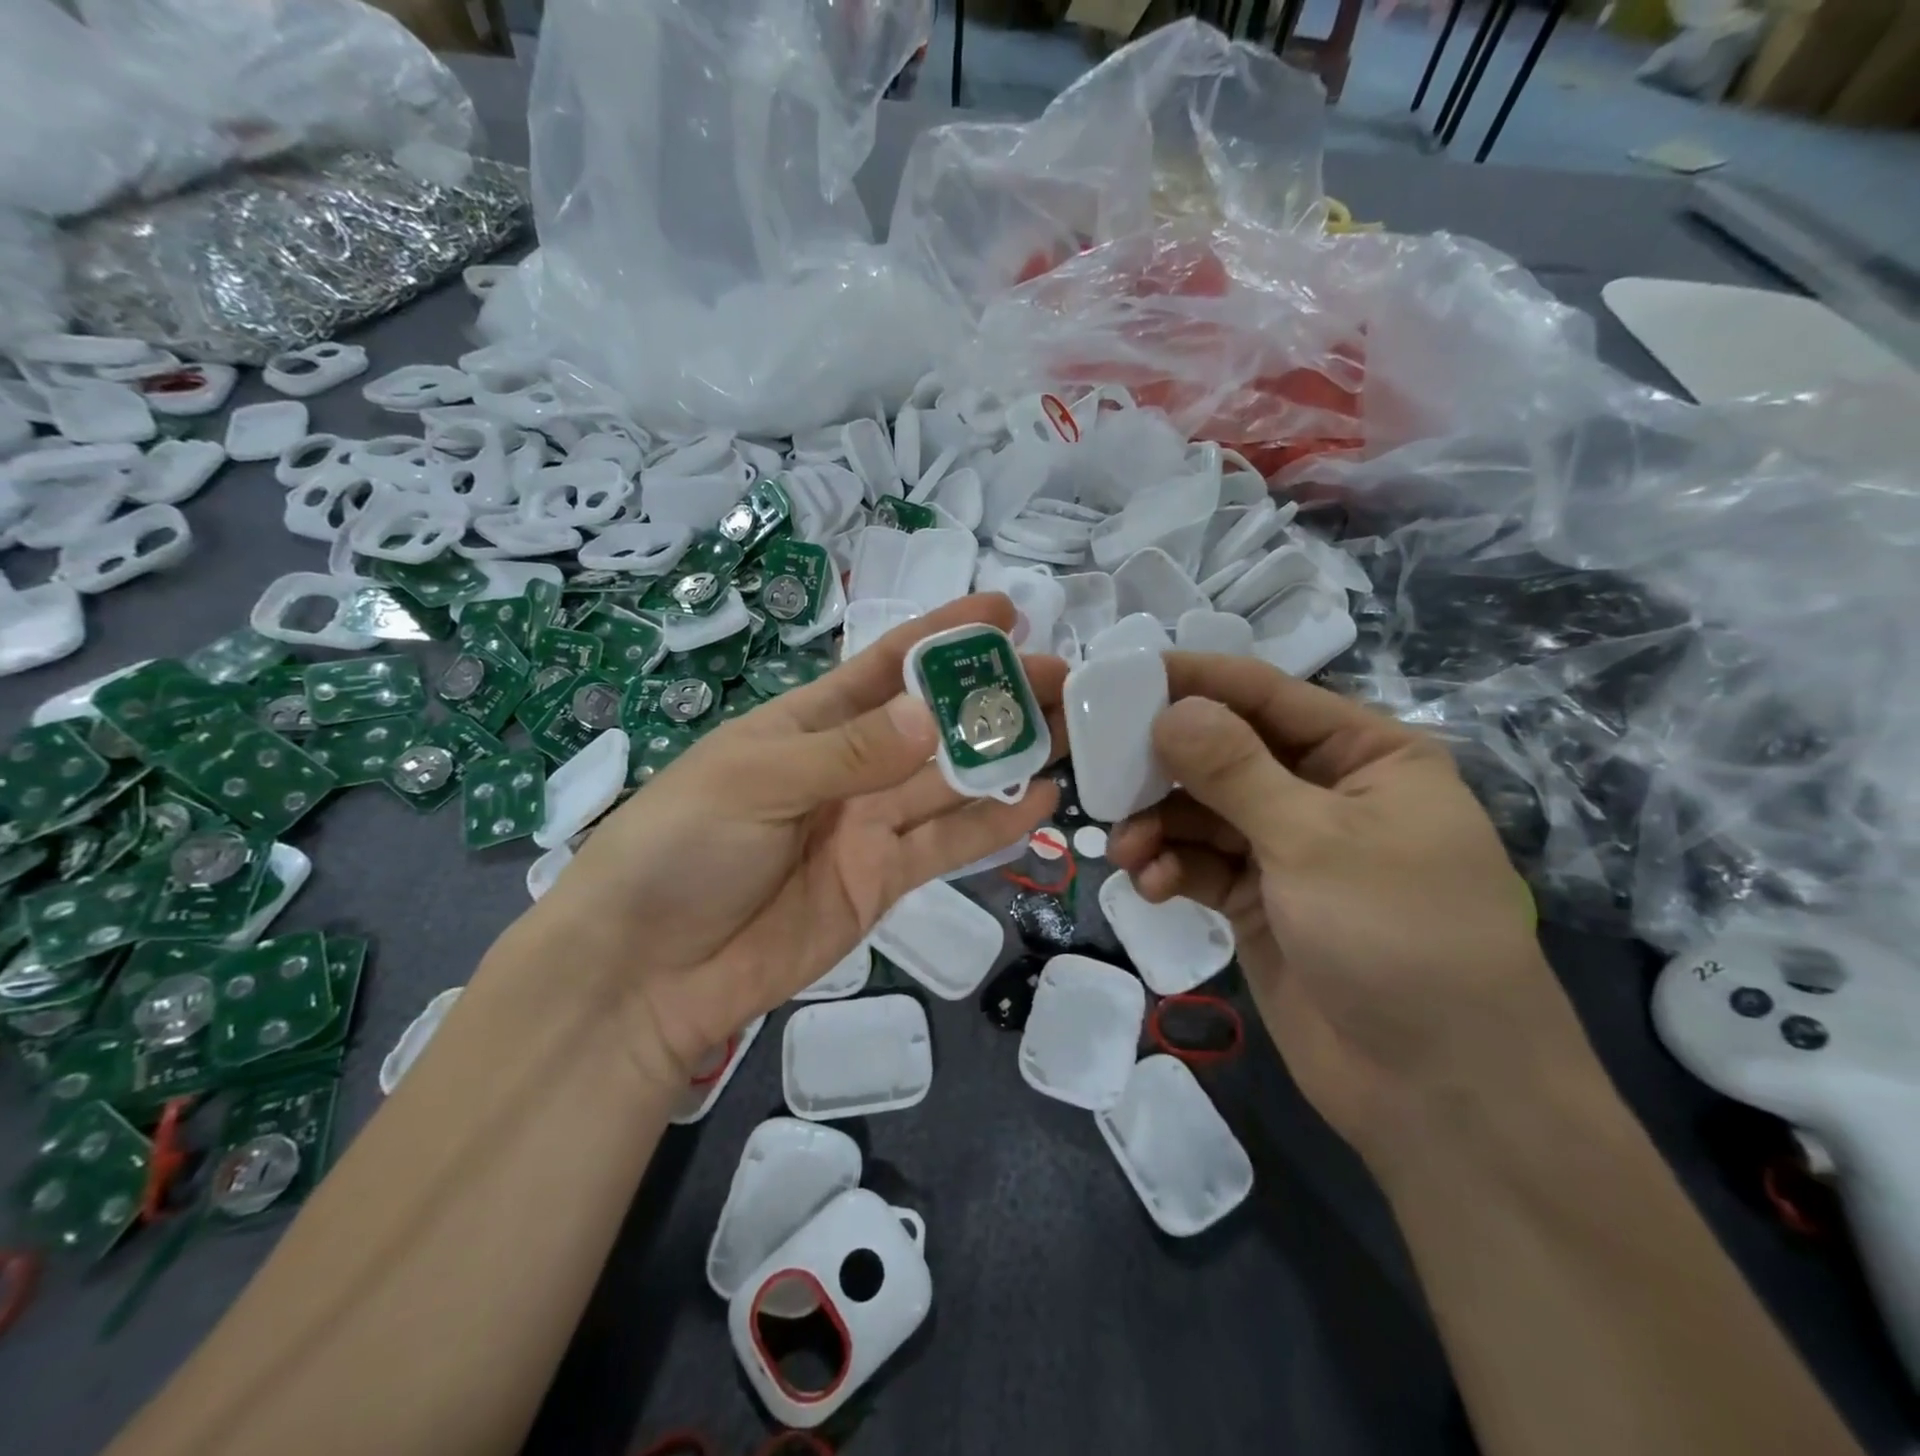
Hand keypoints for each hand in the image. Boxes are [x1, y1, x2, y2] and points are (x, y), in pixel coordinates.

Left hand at [517, 594, 1062, 1089]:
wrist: (649, 969)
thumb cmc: (683, 847)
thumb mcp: (757, 780)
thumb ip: (850, 751)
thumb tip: (935, 714)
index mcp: (808, 723)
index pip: (888, 666)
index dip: (944, 635)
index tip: (1005, 612)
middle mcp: (848, 767)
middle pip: (935, 724)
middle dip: (994, 697)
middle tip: (1065, 678)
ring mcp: (869, 825)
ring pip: (952, 782)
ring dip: (1007, 756)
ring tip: (1072, 732)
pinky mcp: (883, 880)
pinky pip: (947, 845)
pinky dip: (993, 825)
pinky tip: (1039, 801)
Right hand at [1108, 653, 1596, 1171]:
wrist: (1440, 1096)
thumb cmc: (1399, 938)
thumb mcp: (1315, 840)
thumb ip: (1234, 770)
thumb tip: (1169, 709)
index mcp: (1365, 755)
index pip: (1267, 694)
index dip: (1195, 681)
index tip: (1120, 675)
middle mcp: (1324, 793)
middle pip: (1225, 752)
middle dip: (1165, 764)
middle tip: (1102, 769)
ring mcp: (1289, 850)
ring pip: (1203, 812)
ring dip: (1159, 824)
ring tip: (1127, 847)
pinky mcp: (1260, 902)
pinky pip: (1201, 865)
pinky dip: (1171, 868)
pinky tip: (1149, 885)